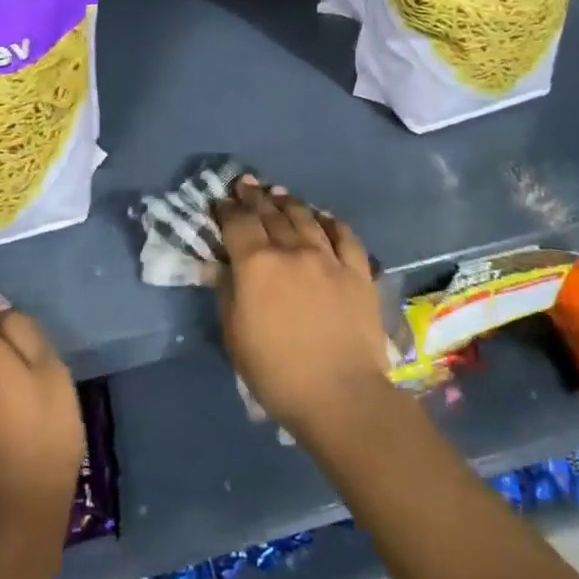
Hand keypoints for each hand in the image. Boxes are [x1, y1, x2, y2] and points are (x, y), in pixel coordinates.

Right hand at [211, 179, 391, 436]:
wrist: (340, 395)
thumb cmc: (276, 372)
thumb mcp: (234, 335)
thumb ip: (226, 292)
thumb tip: (223, 265)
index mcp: (257, 264)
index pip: (237, 223)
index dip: (226, 208)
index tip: (220, 201)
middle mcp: (292, 249)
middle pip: (270, 213)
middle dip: (254, 196)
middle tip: (246, 184)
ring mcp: (329, 257)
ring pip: (305, 216)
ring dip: (288, 202)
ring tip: (279, 194)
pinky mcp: (358, 271)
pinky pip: (344, 235)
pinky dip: (330, 221)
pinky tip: (323, 217)